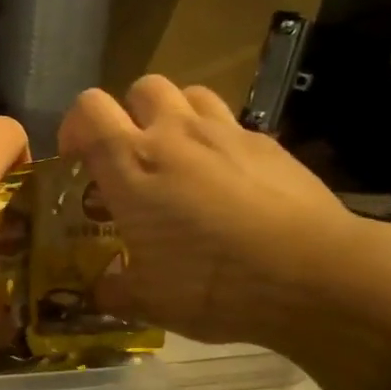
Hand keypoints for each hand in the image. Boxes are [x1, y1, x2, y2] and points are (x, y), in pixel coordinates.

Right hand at [58, 77, 359, 346]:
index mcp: (131, 164)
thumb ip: (114, 289)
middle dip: (128, 114)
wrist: (315, 275)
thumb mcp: (149, 300)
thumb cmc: (213, 283)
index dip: (75, 126)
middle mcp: (173, 134)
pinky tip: (228, 182)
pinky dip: (218, 142)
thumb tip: (100, 290)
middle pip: (141, 88)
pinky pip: (232, 124)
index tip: (77, 160)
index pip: (88, 110)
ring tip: (178, 157)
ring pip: (189, 94)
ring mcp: (226, 133)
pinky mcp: (268, 144)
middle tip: (132, 158)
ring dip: (174, 116)